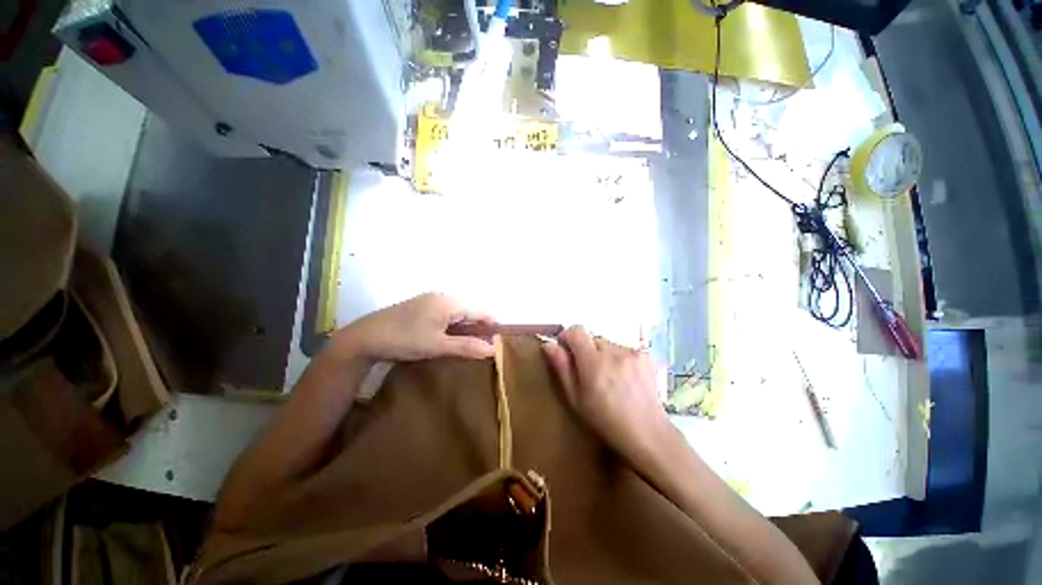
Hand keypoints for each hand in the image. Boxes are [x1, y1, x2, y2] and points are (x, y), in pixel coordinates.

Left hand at [334, 293, 495, 360]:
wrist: (364, 338)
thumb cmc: (405, 340)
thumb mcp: (438, 346)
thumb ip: (467, 346)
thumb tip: (492, 349)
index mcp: (449, 302)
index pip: (478, 312)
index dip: (491, 324)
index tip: (500, 339)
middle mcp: (441, 297)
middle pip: (467, 312)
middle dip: (477, 328)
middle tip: (484, 346)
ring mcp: (428, 301)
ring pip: (455, 314)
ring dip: (464, 328)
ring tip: (470, 344)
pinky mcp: (419, 307)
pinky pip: (443, 314)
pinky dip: (451, 326)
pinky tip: (450, 338)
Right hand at [542, 326, 673, 467]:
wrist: (648, 432)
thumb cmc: (605, 420)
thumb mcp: (576, 398)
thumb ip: (562, 367)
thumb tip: (549, 344)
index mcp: (594, 362)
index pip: (576, 330)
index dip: (568, 337)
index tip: (566, 351)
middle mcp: (614, 351)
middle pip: (592, 337)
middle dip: (586, 349)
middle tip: (589, 372)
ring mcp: (632, 352)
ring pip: (607, 343)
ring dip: (603, 354)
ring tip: (608, 378)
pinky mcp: (645, 355)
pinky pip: (623, 349)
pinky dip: (618, 358)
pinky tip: (623, 378)